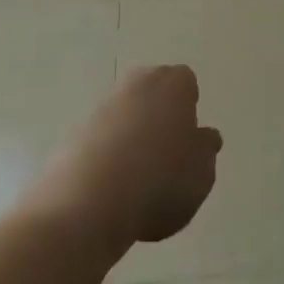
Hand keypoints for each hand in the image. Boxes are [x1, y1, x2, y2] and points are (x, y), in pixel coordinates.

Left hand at [29, 65, 221, 249]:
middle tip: (167, 156)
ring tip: (139, 180)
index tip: (188, 140)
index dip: (189, 110)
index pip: (187, 83)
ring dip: (133, 136)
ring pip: (127, 114)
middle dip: (160, 116)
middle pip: (154, 92)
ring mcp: (104, 105)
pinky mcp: (77, 131)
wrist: (90, 200)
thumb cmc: (160, 179)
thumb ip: (206, 150)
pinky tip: (113, 188)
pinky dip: (110, 155)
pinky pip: (103, 138)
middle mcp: (138, 83)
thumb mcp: (202, 173)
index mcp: (173, 83)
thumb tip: (204, 137)